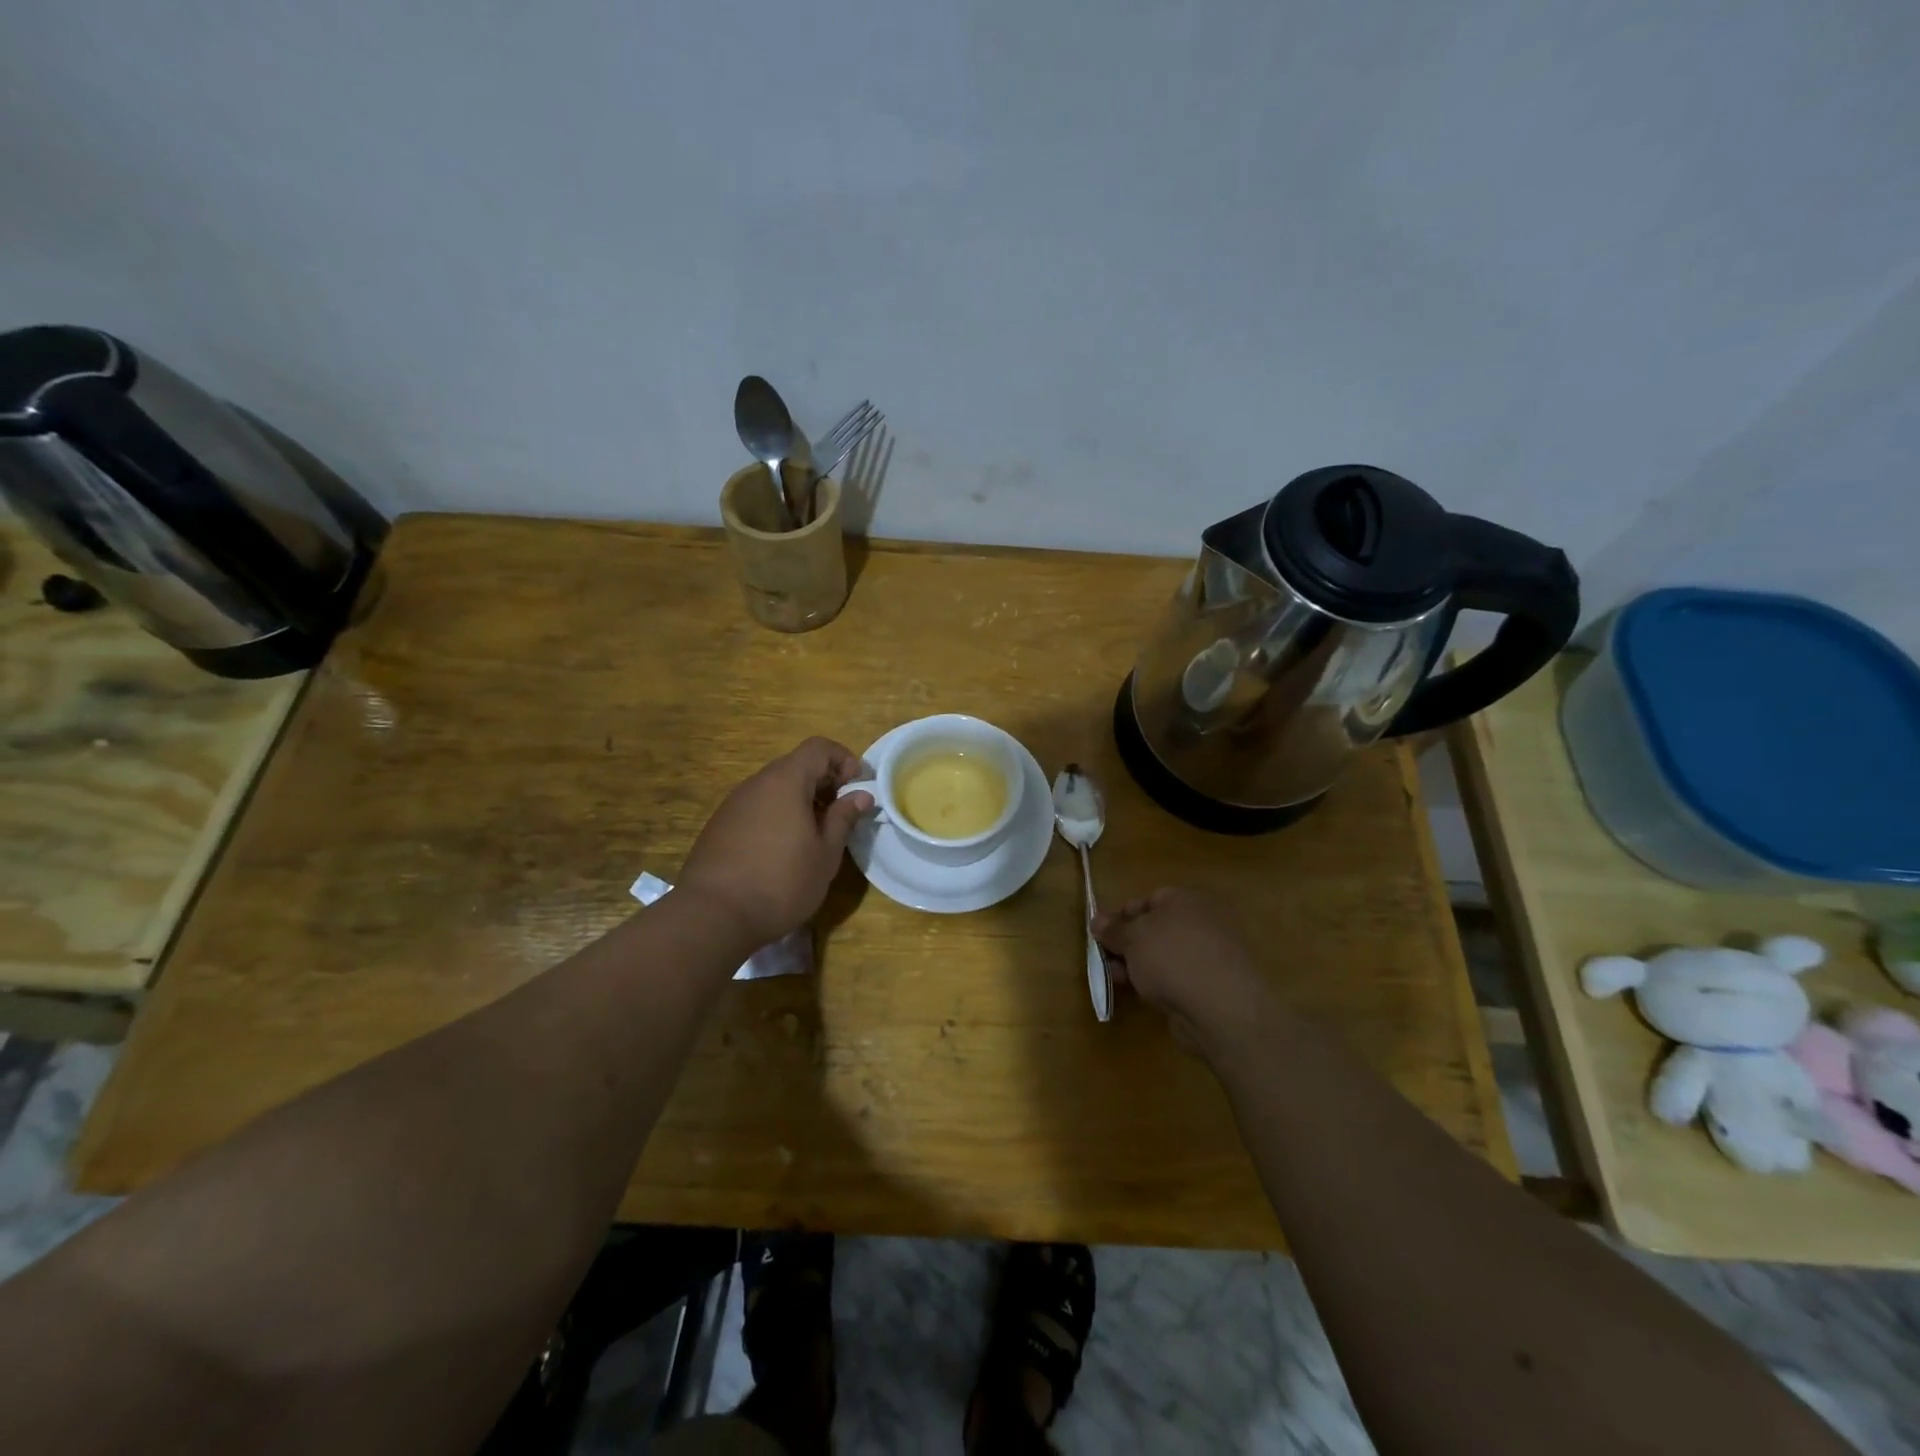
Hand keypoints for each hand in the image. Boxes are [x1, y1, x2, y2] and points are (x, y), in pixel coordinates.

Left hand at [678, 738, 872, 946]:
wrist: (713, 915)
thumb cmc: (781, 882)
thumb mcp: (825, 853)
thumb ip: (844, 818)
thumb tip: (861, 795)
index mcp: (785, 781)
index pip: (819, 748)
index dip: (844, 760)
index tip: (858, 787)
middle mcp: (756, 783)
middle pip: (796, 766)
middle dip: (824, 782)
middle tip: (841, 814)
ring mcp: (733, 804)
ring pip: (775, 788)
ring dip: (800, 801)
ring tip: (815, 835)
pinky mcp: (719, 826)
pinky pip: (757, 808)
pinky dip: (778, 816)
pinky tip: (783, 851)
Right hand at [1093, 887, 1272, 1050]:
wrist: (1222, 1009)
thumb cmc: (1173, 957)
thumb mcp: (1133, 937)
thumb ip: (1113, 929)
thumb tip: (1097, 920)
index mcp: (1189, 899)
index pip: (1149, 899)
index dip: (1122, 915)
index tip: (1101, 934)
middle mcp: (1204, 922)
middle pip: (1156, 928)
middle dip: (1128, 944)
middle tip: (1105, 959)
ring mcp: (1213, 955)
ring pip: (1165, 955)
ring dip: (1139, 965)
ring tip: (1117, 979)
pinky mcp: (1215, 986)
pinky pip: (1178, 977)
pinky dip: (1159, 983)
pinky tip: (1142, 994)